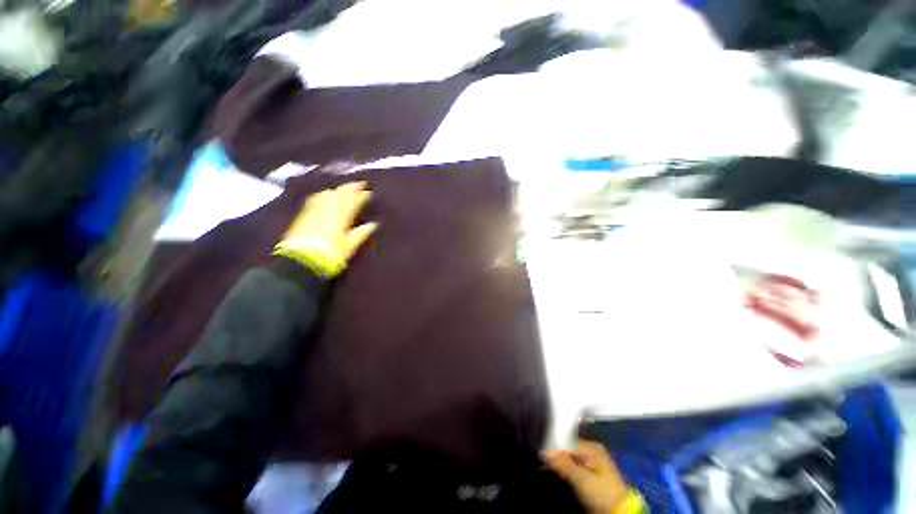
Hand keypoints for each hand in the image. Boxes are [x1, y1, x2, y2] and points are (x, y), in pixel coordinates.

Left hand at [273, 182, 377, 276]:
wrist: (301, 259)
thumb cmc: (331, 254)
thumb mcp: (350, 245)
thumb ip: (361, 233)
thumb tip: (373, 224)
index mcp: (342, 215)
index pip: (354, 201)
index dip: (362, 195)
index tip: (369, 192)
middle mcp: (328, 208)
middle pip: (341, 193)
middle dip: (351, 187)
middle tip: (360, 184)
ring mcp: (315, 209)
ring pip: (328, 194)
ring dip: (338, 190)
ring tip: (344, 189)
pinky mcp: (304, 214)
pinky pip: (316, 198)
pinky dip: (324, 194)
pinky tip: (325, 194)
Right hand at [546, 440, 628, 513]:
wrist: (620, 511)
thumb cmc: (602, 493)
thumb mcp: (582, 479)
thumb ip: (564, 463)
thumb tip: (544, 451)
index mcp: (592, 447)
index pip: (566, 442)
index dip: (553, 447)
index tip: (540, 454)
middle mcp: (591, 450)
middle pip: (567, 447)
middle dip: (555, 453)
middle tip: (542, 460)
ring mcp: (590, 461)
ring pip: (568, 456)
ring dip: (558, 461)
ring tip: (546, 465)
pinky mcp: (589, 472)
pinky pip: (572, 464)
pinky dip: (563, 467)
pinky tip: (555, 470)